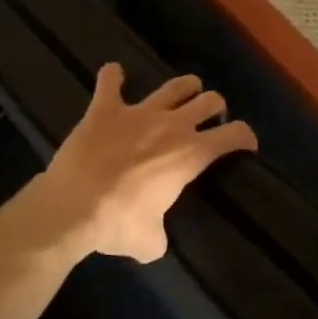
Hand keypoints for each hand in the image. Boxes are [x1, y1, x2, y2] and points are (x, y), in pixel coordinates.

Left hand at [37, 64, 256, 262]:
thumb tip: (155, 239)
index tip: (246, 144)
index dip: (245, 137)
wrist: (71, 207)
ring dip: (184, 87)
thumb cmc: (118, 224)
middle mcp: (172, 125)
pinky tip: (114, 76)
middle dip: (215, 108)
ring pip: (174, 86)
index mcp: (191, 154)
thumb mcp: (151, 242)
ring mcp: (138, 112)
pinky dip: (113, 77)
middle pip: (209, 101)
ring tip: (185, 92)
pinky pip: (109, 81)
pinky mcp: (104, 109)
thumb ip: (161, 234)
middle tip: (209, 120)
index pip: (234, 134)